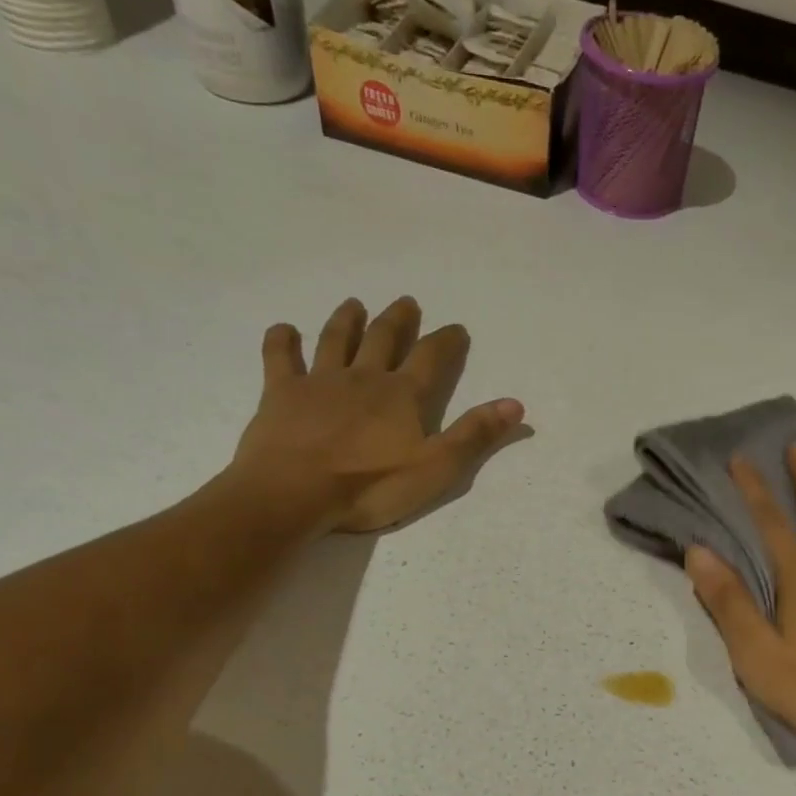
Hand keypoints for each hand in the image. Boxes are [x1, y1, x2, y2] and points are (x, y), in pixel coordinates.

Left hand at [233, 296, 524, 532]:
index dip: (447, 341)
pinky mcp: (281, 394)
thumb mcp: (437, 468)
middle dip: (399, 321)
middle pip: (384, 339)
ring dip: (348, 320)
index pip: (432, 359)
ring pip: (336, 340)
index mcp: (402, 396)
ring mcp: (319, 382)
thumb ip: (474, 435)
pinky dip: (282, 340)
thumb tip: (515, 404)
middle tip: (406, 303)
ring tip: (355, 304)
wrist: (295, 492)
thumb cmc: (370, 486)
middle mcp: (363, 378)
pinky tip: (284, 329)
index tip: (457, 328)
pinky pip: (280, 358)